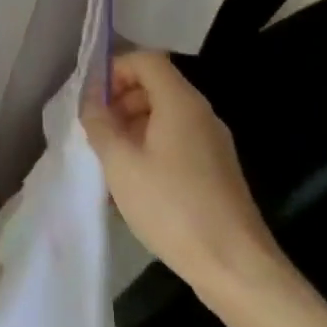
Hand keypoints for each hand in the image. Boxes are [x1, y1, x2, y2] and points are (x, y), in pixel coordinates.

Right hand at [82, 52, 287, 295]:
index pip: (146, 60)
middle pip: (156, 85)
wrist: (235, 266)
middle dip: (120, 99)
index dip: (115, 70)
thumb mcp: (121, 164)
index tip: (91, 100)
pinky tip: (133, 181)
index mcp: (181, 103)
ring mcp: (212, 143)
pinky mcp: (216, 170)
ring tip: (109, 158)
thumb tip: (91, 101)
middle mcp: (201, 114)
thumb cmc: (172, 207)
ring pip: (165, 115)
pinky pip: (177, 140)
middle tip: (95, 130)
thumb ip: (100, 124)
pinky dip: (150, 146)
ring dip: (132, 125)